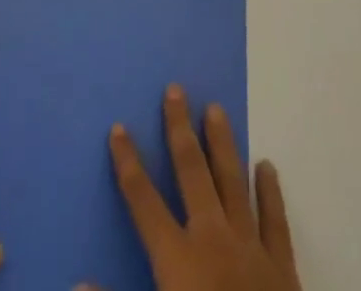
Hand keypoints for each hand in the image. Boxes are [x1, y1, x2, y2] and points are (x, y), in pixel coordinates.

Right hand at [97, 86, 300, 290]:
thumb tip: (78, 281)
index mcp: (178, 262)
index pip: (144, 202)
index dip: (128, 164)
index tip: (118, 127)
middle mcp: (212, 241)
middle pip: (192, 173)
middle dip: (180, 129)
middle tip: (176, 89)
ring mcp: (250, 250)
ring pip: (232, 183)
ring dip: (222, 144)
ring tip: (216, 109)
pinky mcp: (283, 269)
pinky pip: (275, 222)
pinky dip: (270, 192)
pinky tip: (266, 166)